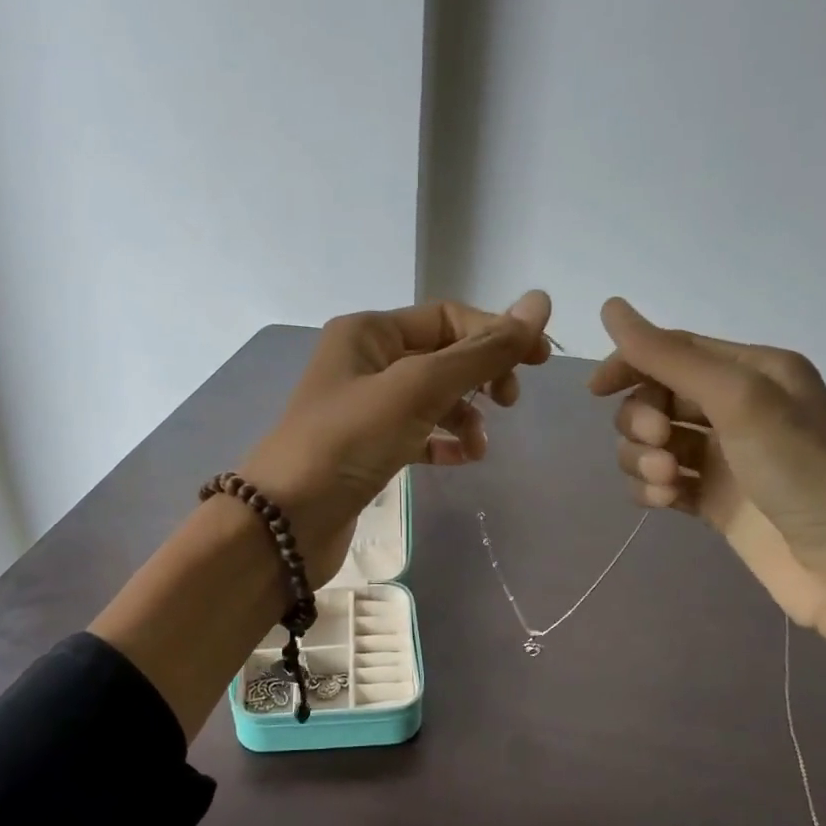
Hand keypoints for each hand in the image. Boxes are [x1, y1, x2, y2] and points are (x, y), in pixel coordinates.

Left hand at [242, 292, 552, 584]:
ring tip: (480, 445)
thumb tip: (540, 303)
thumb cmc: (347, 443)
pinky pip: (417, 433)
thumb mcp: (417, 389)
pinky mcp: (367, 449)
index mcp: (370, 332)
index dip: (497, 333)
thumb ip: (481, 351)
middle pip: (442, 354)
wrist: (285, 522)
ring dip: (465, 413)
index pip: (448, 317)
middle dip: (481, 374)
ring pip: (432, 397)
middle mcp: (365, 361)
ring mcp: (365, 407)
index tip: (539, 363)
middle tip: (508, 402)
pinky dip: (443, 442)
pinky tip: (463, 460)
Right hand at [588, 298, 825, 643]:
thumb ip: (671, 356)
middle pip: (656, 398)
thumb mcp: (739, 399)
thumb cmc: (802, 470)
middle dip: (643, 420)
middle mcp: (735, 408)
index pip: (672, 350)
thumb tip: (610, 308)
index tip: (595, 391)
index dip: (630, 364)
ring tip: (670, 482)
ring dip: (644, 459)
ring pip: (651, 443)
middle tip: (661, 443)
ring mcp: (723, 458)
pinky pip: (659, 482)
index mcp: (752, 370)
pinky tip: (667, 503)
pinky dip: (652, 490)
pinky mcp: (712, 500)